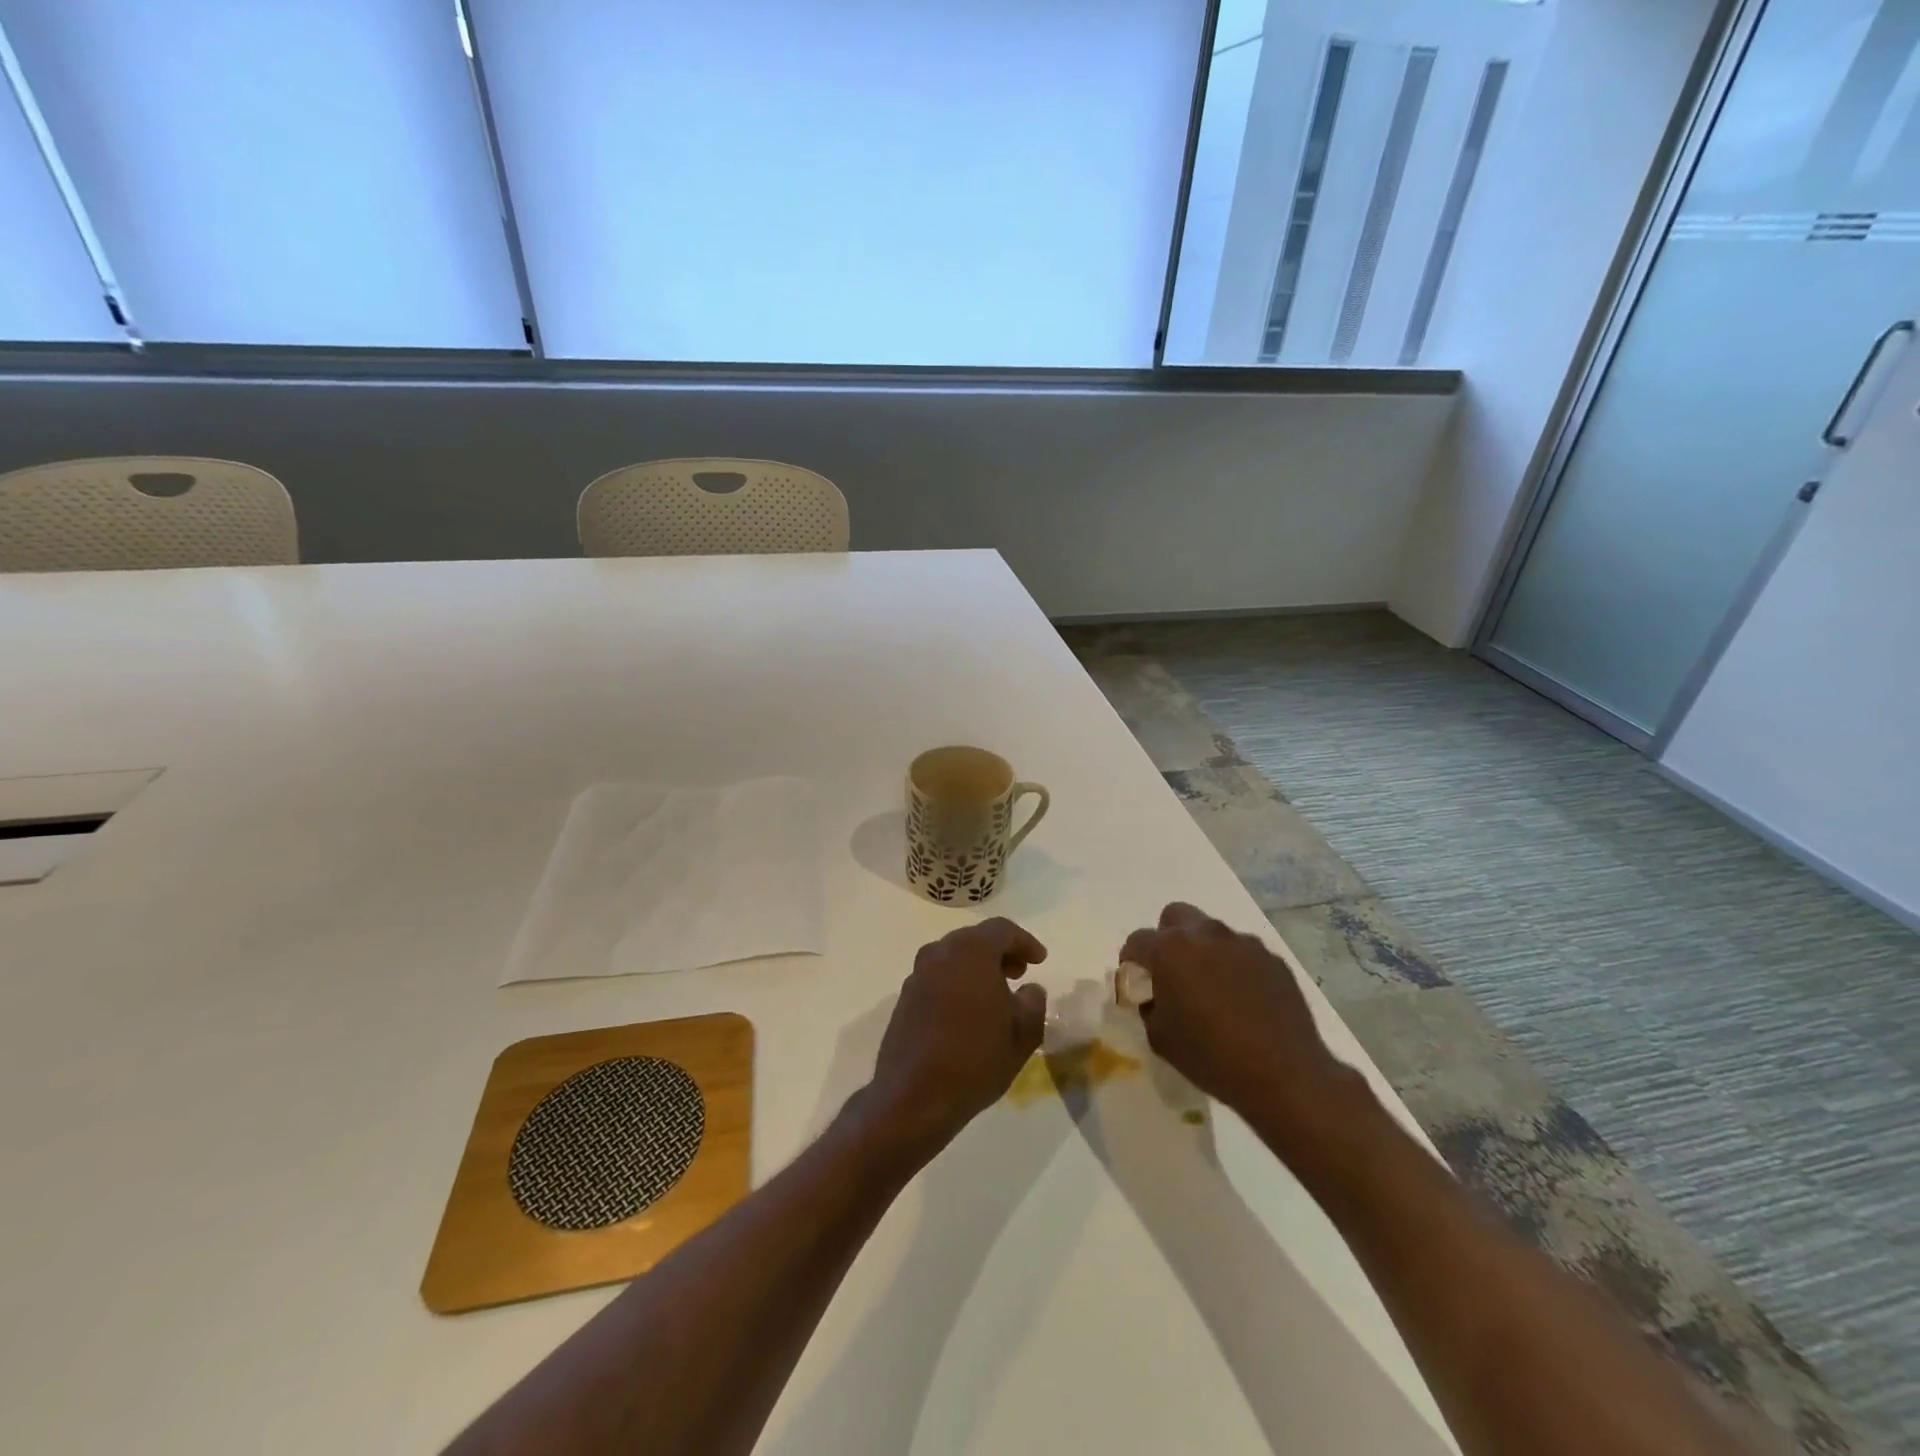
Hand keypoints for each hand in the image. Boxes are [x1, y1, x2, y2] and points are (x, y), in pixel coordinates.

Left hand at [862, 918, 1048, 1160]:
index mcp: (971, 951)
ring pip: (954, 957)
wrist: (913, 1096)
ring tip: (996, 994)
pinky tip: (968, 1011)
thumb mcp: (1022, 1034)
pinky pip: (938, 976)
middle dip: (1000, 952)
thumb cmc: (975, 1060)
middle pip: (975, 939)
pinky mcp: (905, 997)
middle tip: (1019, 973)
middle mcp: (940, 953)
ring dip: (977, 967)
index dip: (1025, 942)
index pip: (1002, 930)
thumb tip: (1030, 990)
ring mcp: (918, 974)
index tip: (1040, 961)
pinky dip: (957, 982)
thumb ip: (1033, 1003)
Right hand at [1120, 903, 1359, 1137]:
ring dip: (1203, 952)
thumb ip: (1147, 1005)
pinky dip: (1235, 967)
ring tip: (1212, 990)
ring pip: (1211, 933)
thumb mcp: (1159, 1037)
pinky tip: (1243, 1001)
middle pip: (1174, 918)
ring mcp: (1242, 942)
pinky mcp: (1272, 958)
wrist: (1284, 1075)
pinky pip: (1242, 953)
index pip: (1136, 941)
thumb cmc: (1211, 1056)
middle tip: (1173, 974)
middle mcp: (1205, 934)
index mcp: (1170, 949)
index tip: (1139, 986)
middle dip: (1167, 940)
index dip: (1132, 963)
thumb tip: (1152, 994)